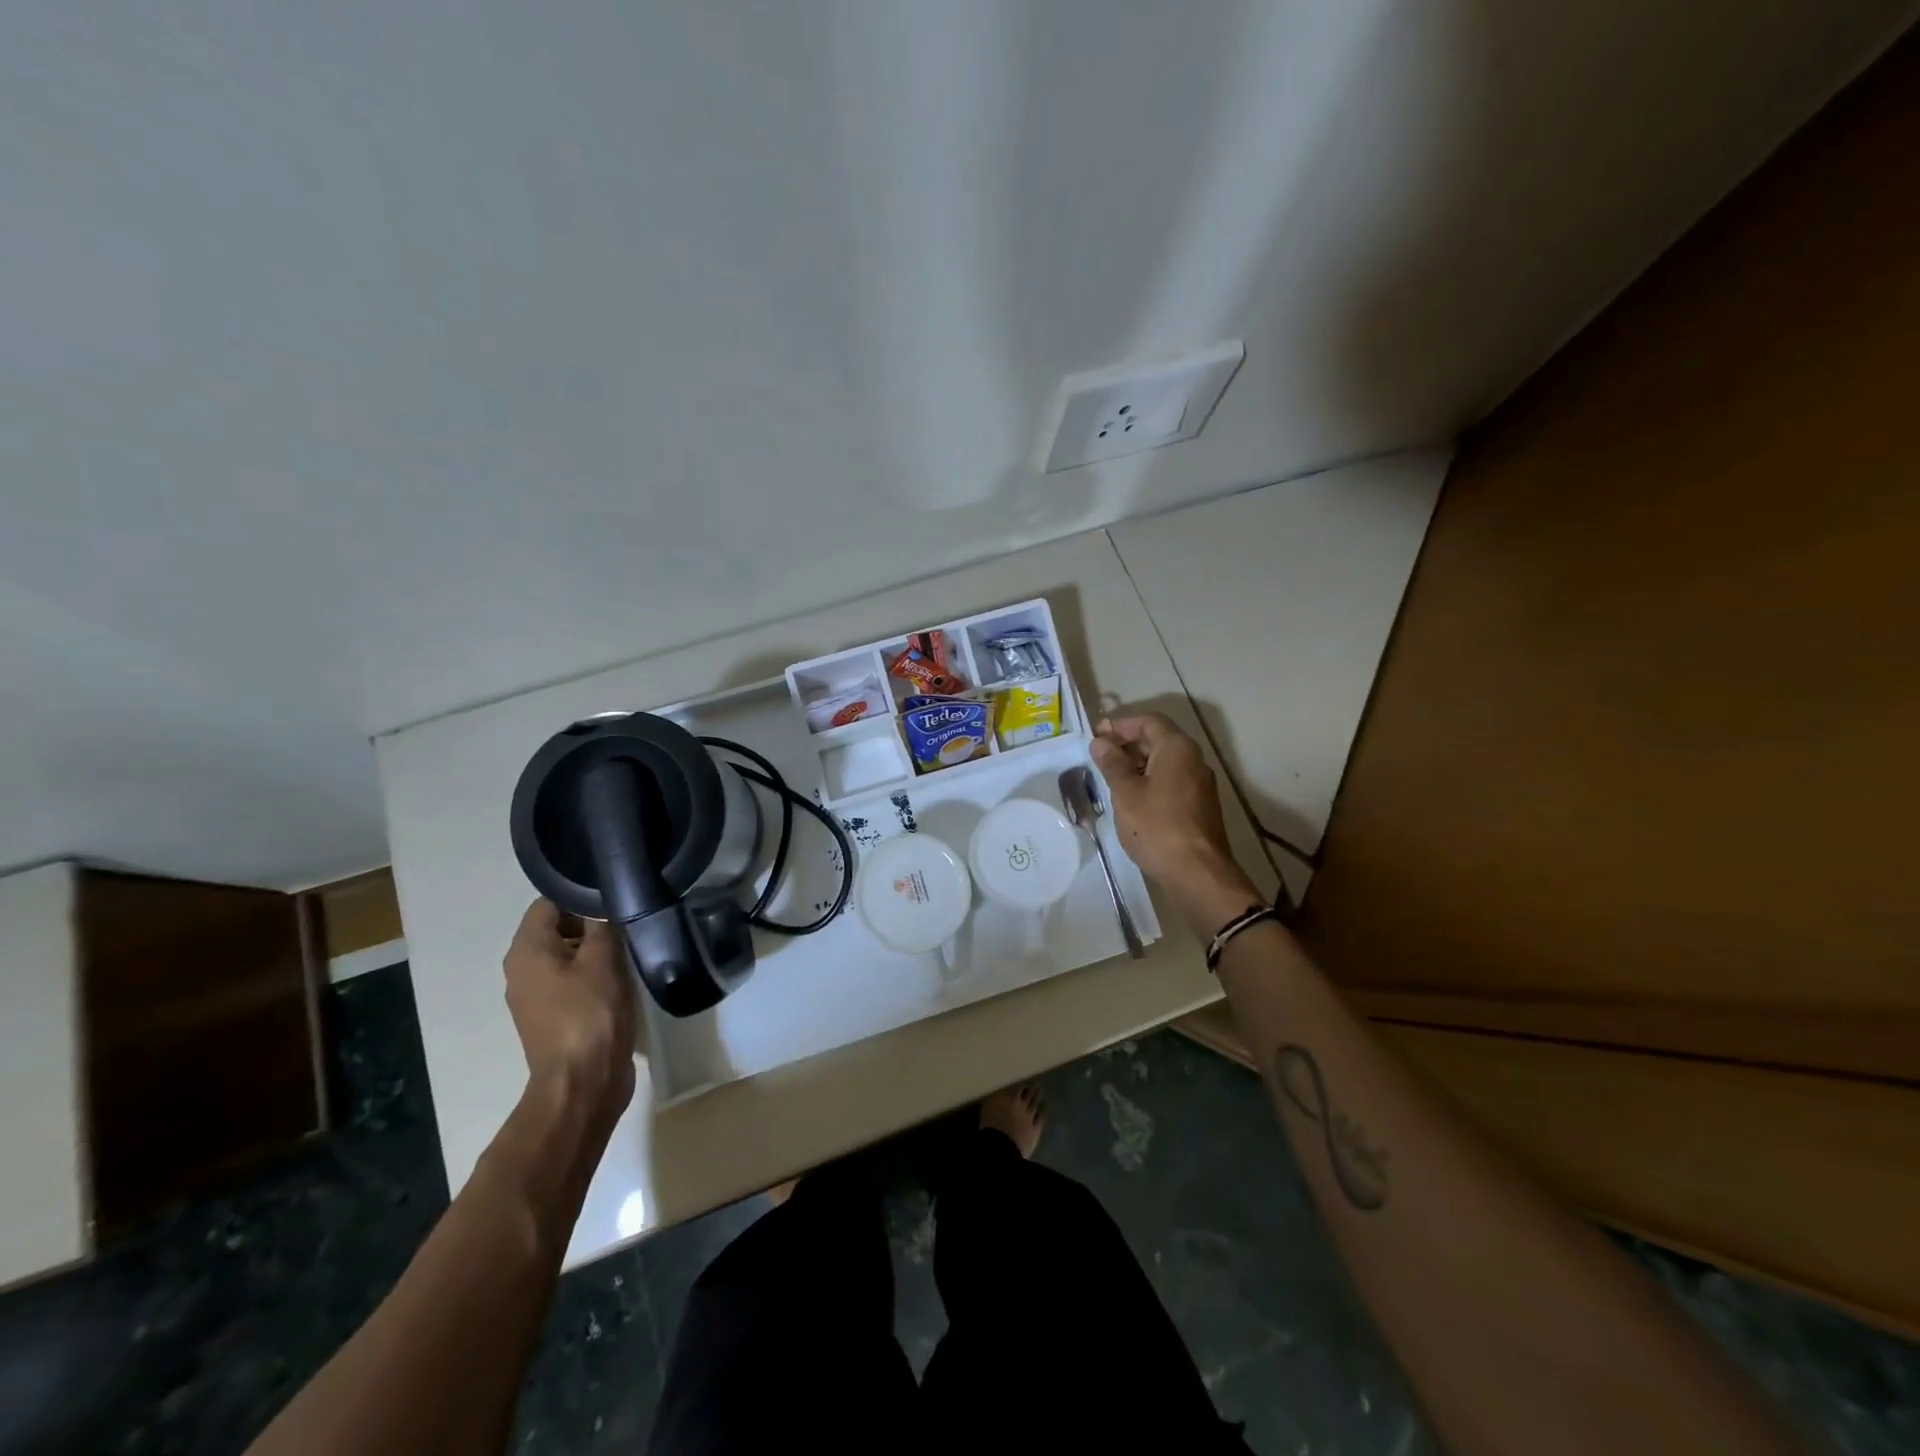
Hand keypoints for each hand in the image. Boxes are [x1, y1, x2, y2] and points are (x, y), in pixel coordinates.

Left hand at [504, 900, 637, 1123]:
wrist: (584, 1083)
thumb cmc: (591, 1013)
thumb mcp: (604, 958)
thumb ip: (602, 922)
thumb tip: (603, 900)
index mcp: (526, 950)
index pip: (550, 902)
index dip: (583, 894)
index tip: (616, 896)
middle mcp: (521, 970)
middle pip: (558, 928)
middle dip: (592, 922)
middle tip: (629, 922)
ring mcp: (535, 997)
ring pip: (567, 956)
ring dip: (596, 951)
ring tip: (630, 949)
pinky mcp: (552, 1018)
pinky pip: (571, 982)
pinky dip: (594, 975)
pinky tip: (622, 980)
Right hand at [1091, 712, 1261, 933]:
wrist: (1197, 873)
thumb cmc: (1157, 827)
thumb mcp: (1126, 793)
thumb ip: (1112, 764)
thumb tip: (1100, 742)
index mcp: (1177, 748)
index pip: (1148, 721)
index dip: (1120, 724)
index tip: (1096, 735)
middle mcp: (1194, 759)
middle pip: (1159, 739)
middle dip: (1128, 743)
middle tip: (1099, 755)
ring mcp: (1200, 783)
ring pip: (1166, 761)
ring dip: (1138, 763)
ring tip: (1110, 777)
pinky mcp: (1200, 805)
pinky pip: (1172, 781)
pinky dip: (1150, 780)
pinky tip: (1131, 798)